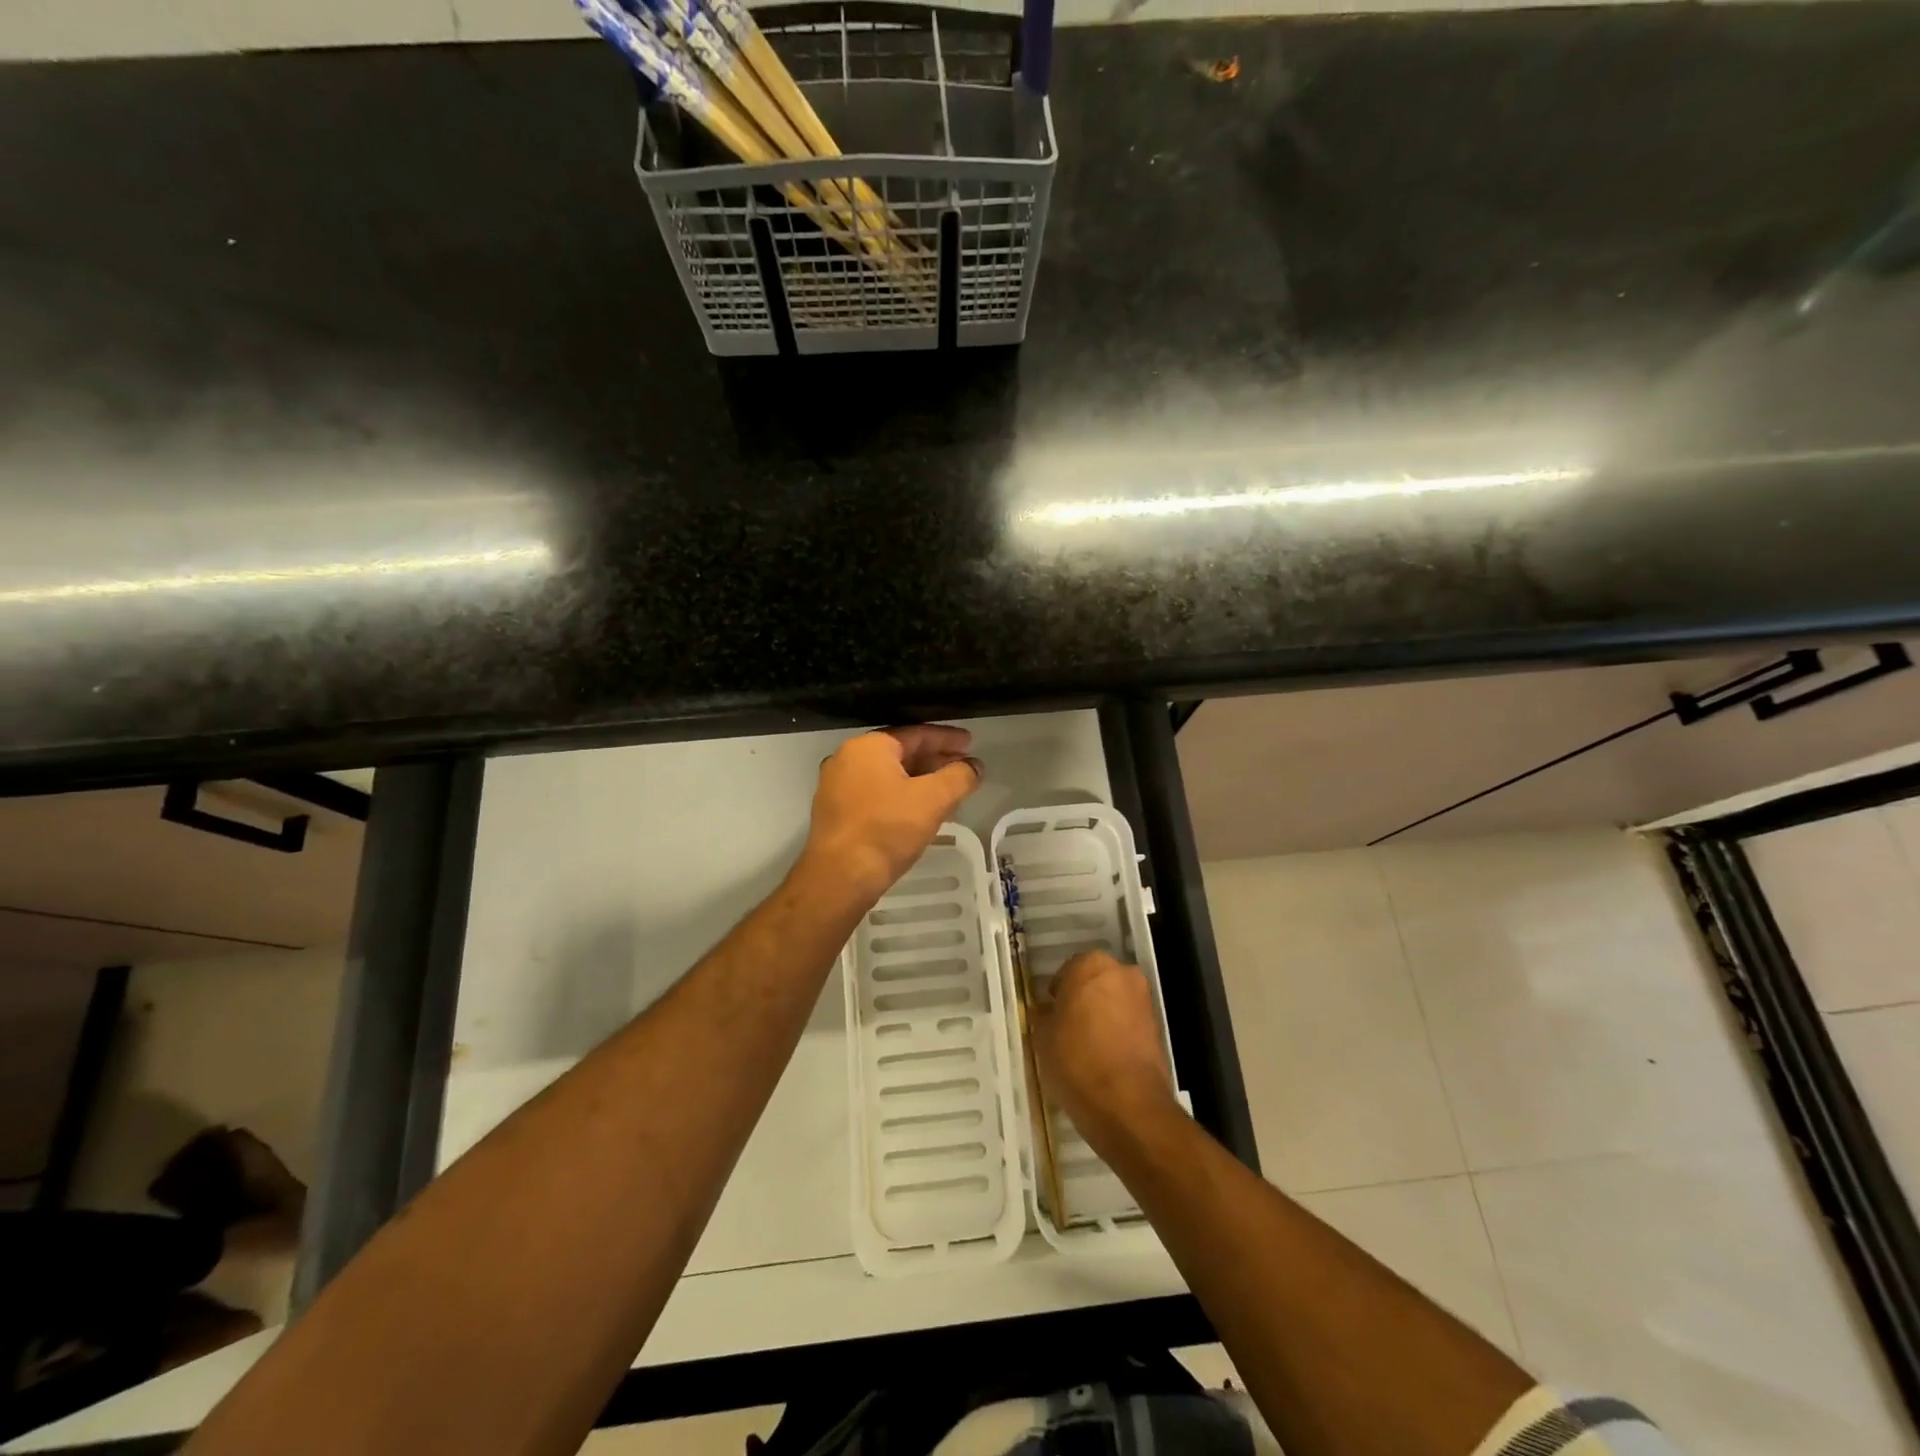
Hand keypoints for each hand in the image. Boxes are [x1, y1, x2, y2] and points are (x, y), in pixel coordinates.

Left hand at [804, 726, 981, 898]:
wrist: (840, 877)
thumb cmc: (887, 829)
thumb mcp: (933, 800)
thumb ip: (959, 777)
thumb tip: (975, 767)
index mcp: (868, 747)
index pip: (916, 733)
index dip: (947, 738)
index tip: (970, 742)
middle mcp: (847, 759)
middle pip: (900, 752)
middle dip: (934, 759)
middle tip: (963, 767)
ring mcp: (836, 786)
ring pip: (887, 775)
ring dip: (919, 779)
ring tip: (947, 790)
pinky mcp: (835, 812)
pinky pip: (875, 793)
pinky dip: (900, 795)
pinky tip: (919, 811)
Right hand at [1030, 950, 1178, 1145]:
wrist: (1128, 1105)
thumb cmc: (1076, 1060)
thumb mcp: (1043, 1037)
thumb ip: (1045, 1016)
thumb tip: (1048, 1012)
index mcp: (1091, 964)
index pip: (1067, 971)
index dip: (1057, 994)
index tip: (1050, 1014)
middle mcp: (1123, 973)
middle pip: (1095, 983)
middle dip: (1083, 1000)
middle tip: (1066, 1027)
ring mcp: (1145, 1001)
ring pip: (1115, 1002)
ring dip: (1102, 1017)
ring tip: (1085, 1047)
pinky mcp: (1159, 1029)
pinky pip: (1130, 1024)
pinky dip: (1118, 1035)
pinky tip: (1104, 1059)